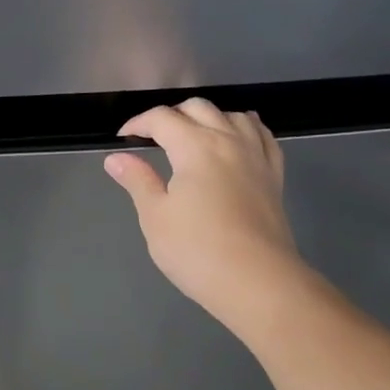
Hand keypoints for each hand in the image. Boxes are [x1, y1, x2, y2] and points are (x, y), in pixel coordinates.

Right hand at [105, 99, 304, 338]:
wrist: (257, 282)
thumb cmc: (197, 250)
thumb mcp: (155, 217)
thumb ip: (137, 180)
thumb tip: (116, 158)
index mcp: (195, 146)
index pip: (162, 118)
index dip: (138, 123)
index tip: (123, 140)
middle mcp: (228, 140)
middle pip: (198, 108)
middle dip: (172, 116)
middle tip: (153, 138)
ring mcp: (256, 156)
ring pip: (233, 115)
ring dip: (209, 117)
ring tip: (193, 136)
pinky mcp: (274, 176)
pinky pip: (263, 136)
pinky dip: (246, 128)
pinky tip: (239, 137)